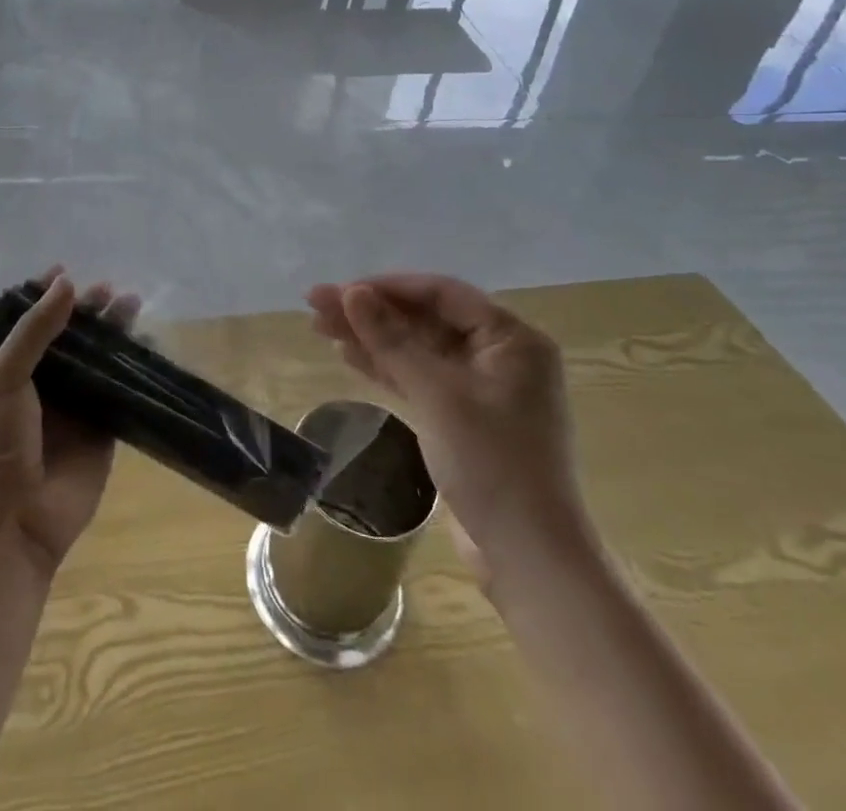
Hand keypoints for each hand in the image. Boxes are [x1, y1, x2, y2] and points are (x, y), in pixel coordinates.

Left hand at [0, 270, 129, 577]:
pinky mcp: (103, 429)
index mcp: (8, 368)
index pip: (28, 321)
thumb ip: (34, 330)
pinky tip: (148, 345)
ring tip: (133, 305)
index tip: (68, 271)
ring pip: (98, 358)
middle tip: (112, 290)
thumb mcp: (2, 379)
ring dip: (114, 332)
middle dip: (88, 310)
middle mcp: (42, 382)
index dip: (46, 296)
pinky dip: (134, 368)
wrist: (12, 525)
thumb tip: (67, 282)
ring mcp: (75, 406)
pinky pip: (121, 390)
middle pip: (69, 336)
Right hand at [306, 274, 591, 577]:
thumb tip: (351, 293)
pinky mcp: (464, 418)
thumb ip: (392, 340)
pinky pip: (419, 377)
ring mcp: (481, 388)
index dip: (387, 287)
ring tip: (319, 326)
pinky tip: (348, 355)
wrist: (529, 558)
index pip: (441, 293)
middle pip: (425, 319)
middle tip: (316, 304)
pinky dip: (385, 367)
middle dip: (371, 312)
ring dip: (371, 337)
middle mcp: (500, 355)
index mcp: (511, 339)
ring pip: (417, 348)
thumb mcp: (437, 395)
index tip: (341, 290)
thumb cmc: (492, 465)